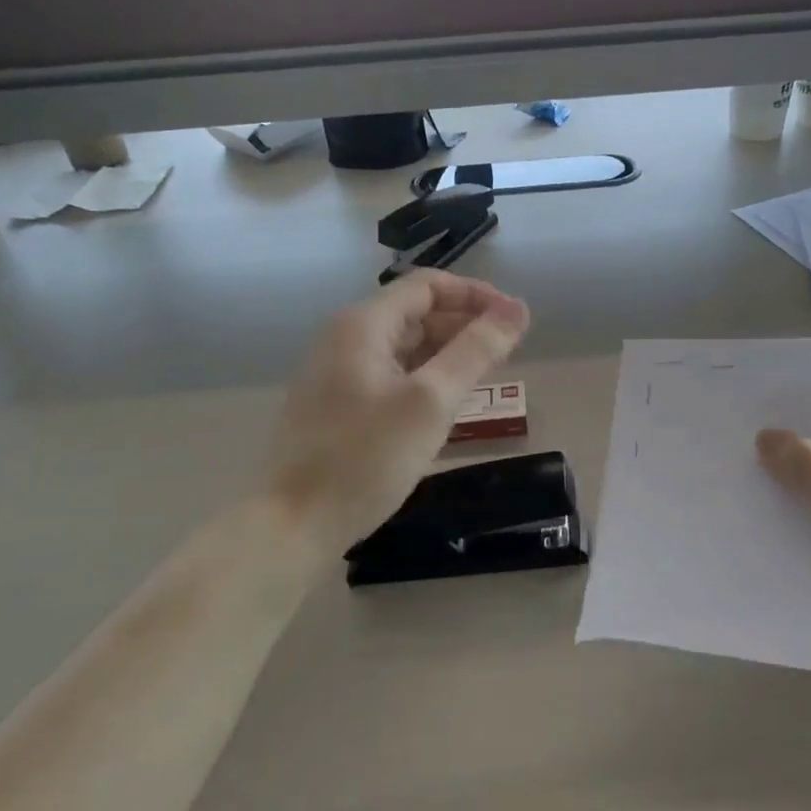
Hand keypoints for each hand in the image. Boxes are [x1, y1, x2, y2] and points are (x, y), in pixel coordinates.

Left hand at [268, 271, 529, 552]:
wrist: (293, 524)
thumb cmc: (365, 458)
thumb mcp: (431, 401)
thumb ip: (476, 351)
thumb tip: (517, 309)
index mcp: (363, 325)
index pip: (428, 286)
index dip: (476, 295)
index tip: (514, 322)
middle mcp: (346, 338)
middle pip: (416, 313)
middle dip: (465, 324)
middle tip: (507, 352)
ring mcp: (338, 373)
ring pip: (405, 346)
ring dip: (448, 352)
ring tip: (486, 376)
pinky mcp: (339, 405)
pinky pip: (392, 374)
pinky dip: (425, 377)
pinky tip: (448, 402)